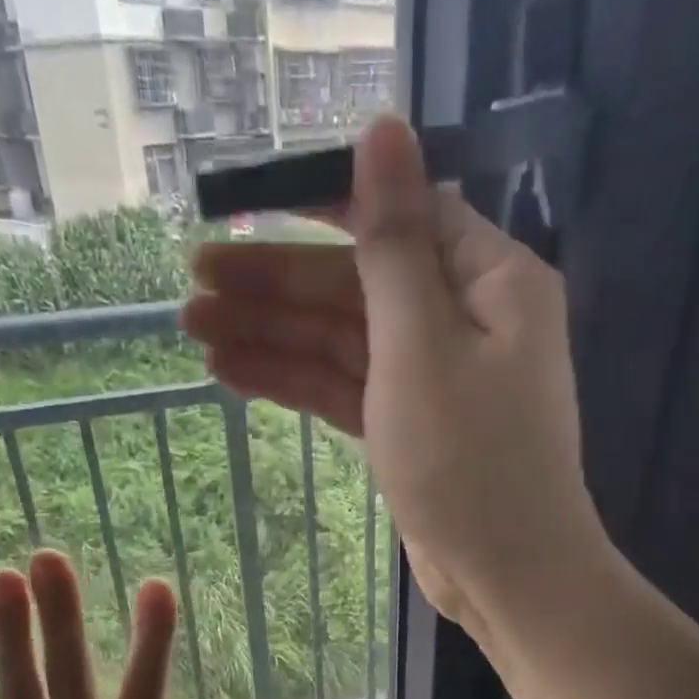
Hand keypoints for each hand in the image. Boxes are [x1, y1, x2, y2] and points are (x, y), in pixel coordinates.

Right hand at [181, 116, 603, 628]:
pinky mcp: (409, 427)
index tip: (243, 205)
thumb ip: (394, 241)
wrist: (505, 574)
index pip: (394, 216)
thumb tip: (384, 125)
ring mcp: (433, 377)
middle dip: (276, 284)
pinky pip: (346, 388)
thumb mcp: (422, 343)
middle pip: (356, 284)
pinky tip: (233, 372)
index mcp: (486, 279)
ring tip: (194, 330)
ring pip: (343, 340)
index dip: (317, 205)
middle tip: (192, 284)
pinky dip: (296, 379)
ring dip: (272, 333)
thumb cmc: (469, 459)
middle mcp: (463, 318)